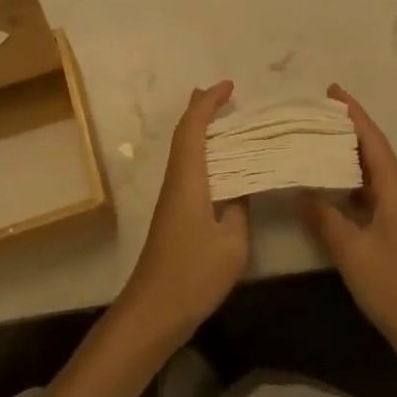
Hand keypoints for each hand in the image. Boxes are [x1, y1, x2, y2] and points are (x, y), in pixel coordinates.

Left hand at [117, 81, 247, 347]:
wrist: (153, 310)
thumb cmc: (193, 274)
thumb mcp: (232, 244)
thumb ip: (240, 210)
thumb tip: (243, 189)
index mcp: (188, 178)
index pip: (194, 127)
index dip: (209, 102)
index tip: (229, 86)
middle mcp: (176, 179)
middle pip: (183, 132)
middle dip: (200, 108)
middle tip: (223, 93)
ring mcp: (172, 196)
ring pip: (183, 150)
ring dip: (200, 129)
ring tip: (223, 119)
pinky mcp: (173, 212)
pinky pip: (187, 167)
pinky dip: (201, 152)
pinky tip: (218, 164)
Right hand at [299, 85, 396, 362]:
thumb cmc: (396, 289)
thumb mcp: (353, 252)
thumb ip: (324, 218)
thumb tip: (299, 188)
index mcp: (393, 191)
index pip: (372, 140)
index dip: (354, 114)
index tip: (332, 91)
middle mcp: (396, 195)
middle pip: (371, 151)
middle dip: (345, 128)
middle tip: (312, 113)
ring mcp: (394, 215)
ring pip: (367, 173)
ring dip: (343, 154)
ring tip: (312, 141)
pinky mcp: (389, 234)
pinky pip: (363, 194)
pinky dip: (343, 182)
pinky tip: (324, 187)